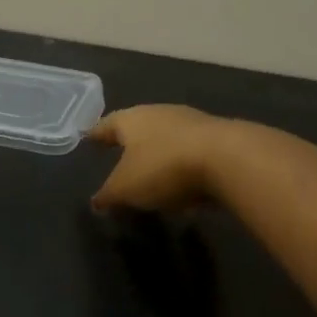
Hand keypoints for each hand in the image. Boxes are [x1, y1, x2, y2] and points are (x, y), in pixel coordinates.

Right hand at [90, 105, 231, 212]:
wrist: (228, 159)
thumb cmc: (163, 167)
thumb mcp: (126, 189)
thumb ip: (108, 195)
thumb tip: (96, 202)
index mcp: (132, 120)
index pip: (106, 125)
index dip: (96, 134)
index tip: (88, 138)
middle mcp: (160, 114)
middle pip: (139, 127)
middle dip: (130, 143)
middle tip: (119, 156)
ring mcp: (192, 123)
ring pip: (166, 139)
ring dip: (158, 155)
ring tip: (152, 175)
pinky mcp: (217, 139)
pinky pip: (190, 154)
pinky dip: (182, 167)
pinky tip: (183, 186)